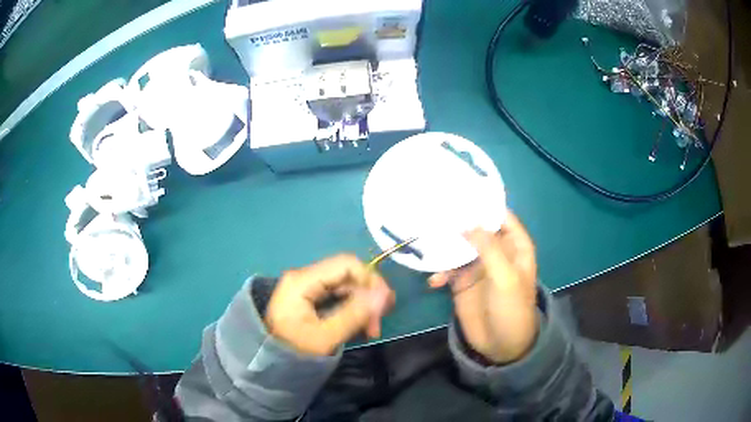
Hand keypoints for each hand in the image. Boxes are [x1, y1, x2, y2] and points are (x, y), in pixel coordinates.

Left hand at [265, 255, 394, 355]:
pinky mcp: (309, 297)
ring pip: (345, 287)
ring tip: (371, 331)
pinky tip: (360, 326)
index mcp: (303, 280)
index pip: (346, 264)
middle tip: (378, 325)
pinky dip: (352, 309)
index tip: (386, 304)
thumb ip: (355, 314)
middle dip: (368, 297)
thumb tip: (384, 294)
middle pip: (347, 275)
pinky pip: (337, 297)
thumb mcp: (326, 336)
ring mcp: (306, 286)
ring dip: (362, 306)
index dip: (371, 279)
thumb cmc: (293, 350)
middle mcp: (305, 277)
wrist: (267, 362)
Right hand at [429, 211, 537, 363]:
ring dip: (444, 247)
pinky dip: (440, 272)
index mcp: (514, 246)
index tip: (462, 192)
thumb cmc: (511, 309)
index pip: (501, 216)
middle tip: (434, 212)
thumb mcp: (505, 277)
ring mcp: (477, 266)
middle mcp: (496, 251)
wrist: (501, 345)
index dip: (484, 204)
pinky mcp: (462, 282)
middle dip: (458, 222)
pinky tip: (434, 282)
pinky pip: (447, 269)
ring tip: (428, 246)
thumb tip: (468, 222)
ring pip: (459, 246)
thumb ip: (489, 248)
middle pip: (476, 228)